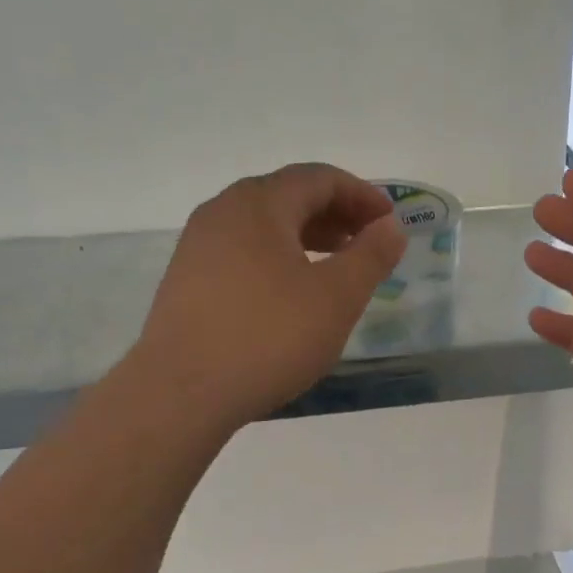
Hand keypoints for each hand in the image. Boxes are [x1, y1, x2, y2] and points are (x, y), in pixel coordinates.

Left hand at [132, 163, 407, 430]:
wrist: (181, 393)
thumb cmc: (268, 337)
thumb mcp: (337, 297)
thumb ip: (371, 256)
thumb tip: (390, 227)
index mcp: (259, 204)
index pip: (318, 178)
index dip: (361, 194)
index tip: (389, 222)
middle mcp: (222, 212)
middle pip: (287, 196)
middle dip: (334, 214)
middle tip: (367, 243)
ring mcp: (197, 246)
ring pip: (262, 226)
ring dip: (305, 237)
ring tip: (334, 267)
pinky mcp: (186, 281)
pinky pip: (242, 253)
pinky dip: (277, 259)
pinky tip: (290, 294)